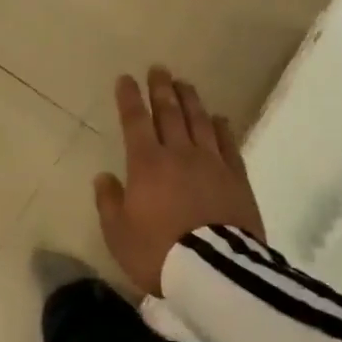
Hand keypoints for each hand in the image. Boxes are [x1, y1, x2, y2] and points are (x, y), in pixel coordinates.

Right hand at [95, 66, 264, 295]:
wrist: (215, 272)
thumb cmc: (159, 253)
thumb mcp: (119, 234)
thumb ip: (109, 202)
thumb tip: (104, 177)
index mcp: (147, 164)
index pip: (135, 121)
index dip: (129, 98)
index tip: (125, 79)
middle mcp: (179, 154)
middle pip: (170, 113)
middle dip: (161, 89)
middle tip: (158, 69)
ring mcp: (211, 163)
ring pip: (200, 122)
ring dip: (190, 100)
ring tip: (184, 84)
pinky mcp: (237, 178)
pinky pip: (228, 144)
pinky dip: (222, 128)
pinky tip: (219, 118)